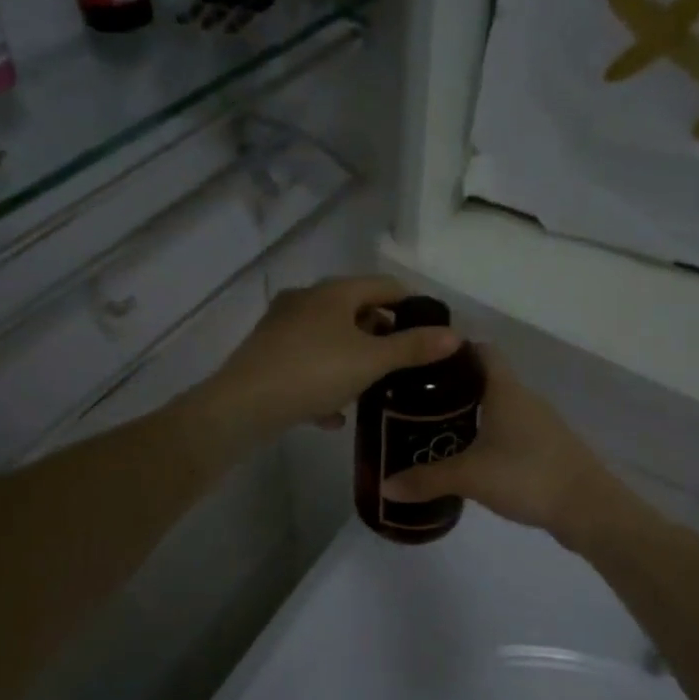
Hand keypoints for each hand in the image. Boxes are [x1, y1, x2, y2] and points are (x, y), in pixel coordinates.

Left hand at [195, 276, 461, 449]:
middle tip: (403, 362)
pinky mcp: (266, 356)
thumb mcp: (371, 361)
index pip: (384, 285)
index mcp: (333, 293)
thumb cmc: (313, 373)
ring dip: (351, 359)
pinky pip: (305, 364)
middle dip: (380, 334)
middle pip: (354, 310)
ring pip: (328, 339)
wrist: (243, 405)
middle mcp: (305, 300)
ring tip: (372, 387)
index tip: (431, 329)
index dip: (411, 304)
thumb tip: (455, 335)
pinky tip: (333, 414)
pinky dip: (323, 381)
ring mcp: (281, 327)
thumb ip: (413, 348)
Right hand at [380, 346, 626, 541]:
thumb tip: (385, 485)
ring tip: (434, 429)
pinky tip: (469, 457)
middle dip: (451, 388)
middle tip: (415, 402)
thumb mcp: (470, 476)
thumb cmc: (527, 475)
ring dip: (470, 414)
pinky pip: (510, 430)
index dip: (452, 351)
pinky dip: (488, 435)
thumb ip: (426, 479)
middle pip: (485, 379)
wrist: (589, 508)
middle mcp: (524, 398)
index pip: (480, 351)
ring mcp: (539, 423)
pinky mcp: (546, 448)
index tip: (421, 363)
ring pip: (498, 407)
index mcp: (505, 390)